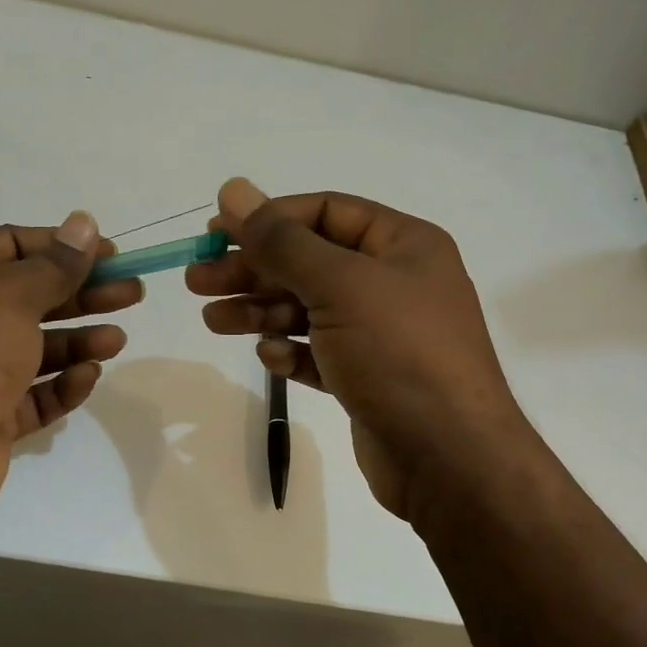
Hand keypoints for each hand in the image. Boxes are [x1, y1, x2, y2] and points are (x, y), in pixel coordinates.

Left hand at [0, 212, 141, 532]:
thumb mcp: (12, 295)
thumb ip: (56, 264)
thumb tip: (84, 222)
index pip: (13, 246)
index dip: (63, 246)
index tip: (111, 253)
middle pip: (33, 297)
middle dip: (84, 293)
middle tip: (133, 292)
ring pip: (38, 349)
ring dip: (80, 341)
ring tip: (117, 340)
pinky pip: (36, 394)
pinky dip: (63, 385)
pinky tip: (88, 377)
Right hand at [188, 179, 524, 521]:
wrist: (449, 458)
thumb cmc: (399, 354)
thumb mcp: (339, 285)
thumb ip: (282, 241)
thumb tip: (233, 188)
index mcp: (403, 245)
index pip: (325, 213)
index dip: (269, 219)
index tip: (216, 234)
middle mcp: (394, 282)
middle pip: (309, 262)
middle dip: (254, 270)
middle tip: (198, 281)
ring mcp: (381, 333)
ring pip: (308, 309)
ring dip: (260, 312)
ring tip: (213, 321)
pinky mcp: (367, 377)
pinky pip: (319, 352)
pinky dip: (291, 352)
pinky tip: (270, 358)